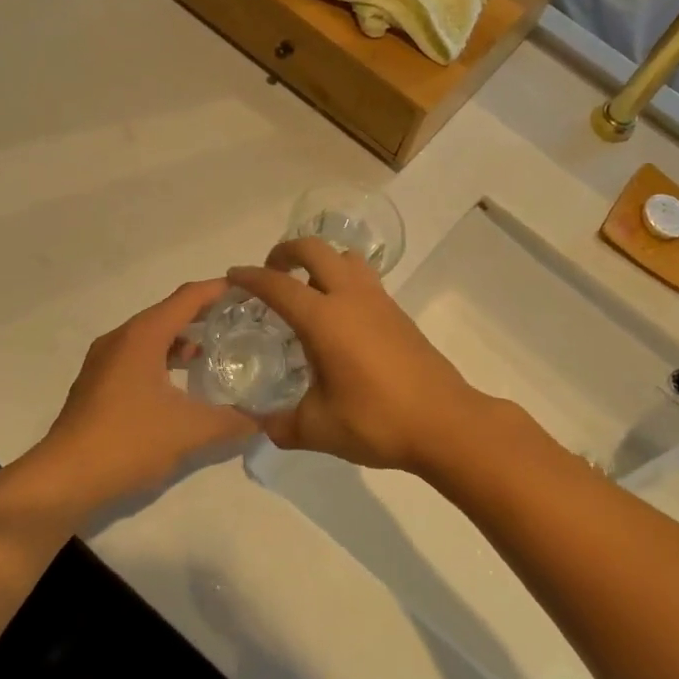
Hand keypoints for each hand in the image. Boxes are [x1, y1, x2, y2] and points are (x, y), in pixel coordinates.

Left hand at [25, 280, 255, 514]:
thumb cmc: (128, 442)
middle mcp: (121, 339)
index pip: (188, 297)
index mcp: (142, 336)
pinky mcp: (98, 384)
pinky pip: (139, 357)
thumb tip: (265, 419)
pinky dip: (165, 359)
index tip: (251, 291)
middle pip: (169, 312)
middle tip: (243, 322)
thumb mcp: (191, 431)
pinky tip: (184, 384)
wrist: (63, 480)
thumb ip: (233, 421)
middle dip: (206, 314)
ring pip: (152, 336)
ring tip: (219, 352)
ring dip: (184, 339)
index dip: (220, 290)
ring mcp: (105, 362)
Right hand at [227, 240, 490, 473]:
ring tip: (306, 289)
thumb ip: (281, 425)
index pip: (278, 285)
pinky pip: (364, 279)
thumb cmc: (377, 421)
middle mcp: (351, 298)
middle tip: (271, 273)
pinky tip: (338, 319)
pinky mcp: (399, 313)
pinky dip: (343, 280)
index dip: (251, 277)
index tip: (233, 277)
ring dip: (321, 261)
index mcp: (325, 319)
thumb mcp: (318, 429)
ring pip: (346, 258)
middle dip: (286, 251)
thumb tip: (260, 425)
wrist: (445, 422)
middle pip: (315, 249)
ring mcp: (380, 302)